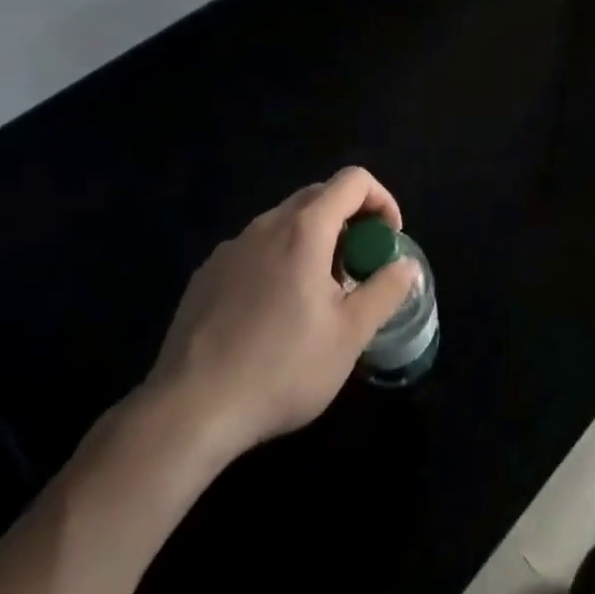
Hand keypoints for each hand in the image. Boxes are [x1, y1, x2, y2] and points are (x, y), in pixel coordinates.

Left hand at [140, 166, 416, 466]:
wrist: (188, 412)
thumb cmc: (280, 368)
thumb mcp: (349, 336)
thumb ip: (385, 290)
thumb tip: (406, 265)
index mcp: (305, 229)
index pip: (353, 181)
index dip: (381, 200)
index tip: (388, 240)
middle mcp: (266, 225)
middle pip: (319, 196)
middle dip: (350, 220)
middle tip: (359, 267)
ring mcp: (231, 248)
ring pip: (285, 223)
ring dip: (314, 241)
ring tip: (319, 295)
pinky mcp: (206, 275)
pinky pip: (256, 249)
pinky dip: (280, 261)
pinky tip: (274, 313)